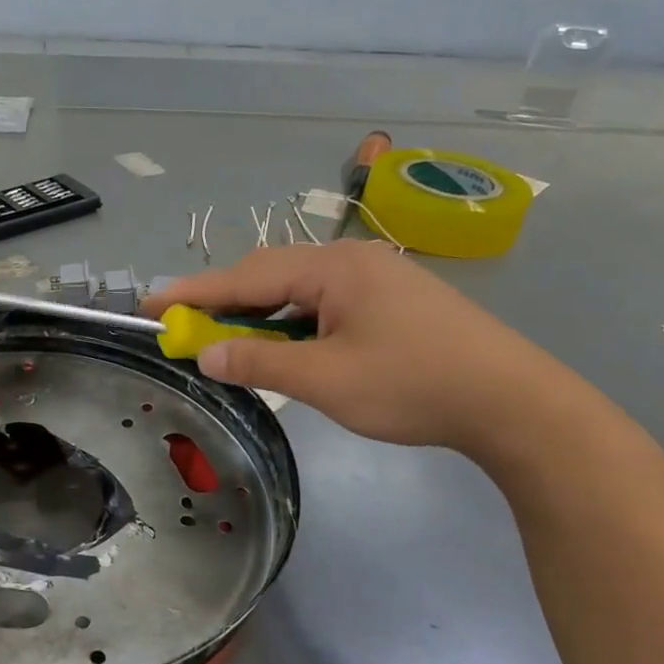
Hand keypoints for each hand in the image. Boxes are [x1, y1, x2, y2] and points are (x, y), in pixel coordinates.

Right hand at [142, 242, 583, 458]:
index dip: (194, 292)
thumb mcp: (325, 379)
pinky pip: (326, 305)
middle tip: (184, 327)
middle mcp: (353, 260)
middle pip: (271, 276)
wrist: (513, 402)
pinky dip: (294, 324)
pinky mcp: (394, 302)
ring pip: (299, 291)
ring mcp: (378, 279)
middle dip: (224, 302)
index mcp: (334, 267)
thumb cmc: (413, 385)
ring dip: (261, 316)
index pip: (248, 276)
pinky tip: (287, 347)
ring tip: (229, 341)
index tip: (150, 304)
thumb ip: (259, 362)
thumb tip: (205, 352)